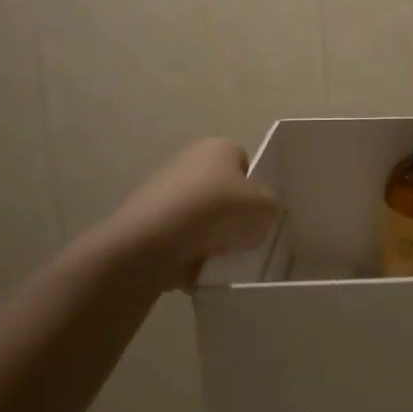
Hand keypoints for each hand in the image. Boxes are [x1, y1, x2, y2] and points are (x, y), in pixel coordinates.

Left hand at [95, 138, 279, 289]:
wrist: (151, 242)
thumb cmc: (216, 212)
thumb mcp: (266, 209)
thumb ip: (270, 206)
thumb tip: (259, 212)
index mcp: (219, 146)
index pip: (245, 162)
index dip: (254, 187)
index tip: (257, 212)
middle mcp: (187, 158)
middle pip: (220, 188)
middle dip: (230, 212)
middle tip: (242, 235)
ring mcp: (160, 187)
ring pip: (197, 213)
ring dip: (208, 233)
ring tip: (218, 256)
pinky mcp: (142, 217)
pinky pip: (175, 234)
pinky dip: (185, 249)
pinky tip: (193, 265)